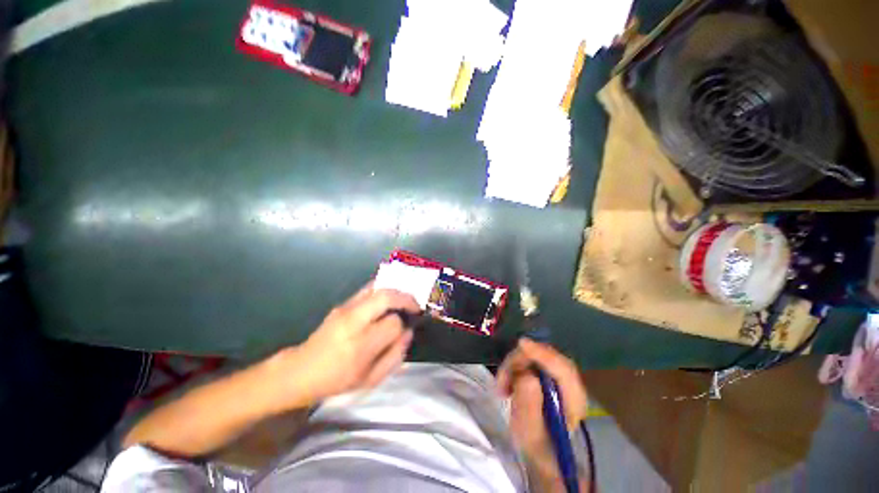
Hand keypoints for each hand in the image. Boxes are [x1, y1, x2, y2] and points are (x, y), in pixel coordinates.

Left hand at [269, 283, 420, 410]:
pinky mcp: (342, 304)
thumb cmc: (337, 380)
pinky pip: (368, 289)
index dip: (403, 326)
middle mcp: (352, 322)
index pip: (392, 324)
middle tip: (415, 305)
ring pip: (377, 287)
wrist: (301, 370)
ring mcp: (345, 309)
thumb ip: (395, 355)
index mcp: (359, 346)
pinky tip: (390, 296)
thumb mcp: (370, 379)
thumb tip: (409, 332)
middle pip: (385, 296)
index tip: (404, 331)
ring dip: (396, 291)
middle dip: (405, 298)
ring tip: (405, 300)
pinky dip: (384, 289)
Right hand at [497, 339, 587, 455]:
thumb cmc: (536, 446)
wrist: (540, 450)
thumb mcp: (529, 432)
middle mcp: (570, 384)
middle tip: (502, 379)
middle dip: (520, 360)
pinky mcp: (546, 373)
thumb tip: (527, 375)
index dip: (543, 354)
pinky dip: (514, 367)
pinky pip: (528, 360)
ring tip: (502, 387)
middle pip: (546, 357)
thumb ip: (528, 405)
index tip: (522, 344)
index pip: (563, 369)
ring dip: (514, 365)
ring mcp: (557, 377)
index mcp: (575, 401)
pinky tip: (506, 382)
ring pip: (534, 356)